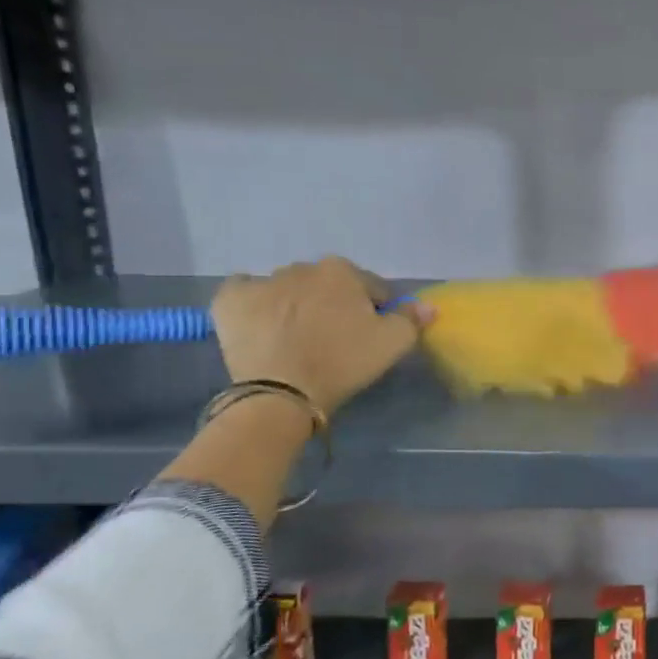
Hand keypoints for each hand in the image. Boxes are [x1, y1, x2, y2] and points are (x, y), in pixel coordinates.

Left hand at [211, 257, 430, 414]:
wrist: (281, 391)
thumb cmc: (343, 362)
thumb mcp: (392, 343)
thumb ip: (412, 319)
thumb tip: (428, 306)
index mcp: (343, 271)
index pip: (371, 288)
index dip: (375, 312)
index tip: (370, 336)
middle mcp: (302, 267)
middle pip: (328, 286)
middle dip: (333, 305)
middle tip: (334, 340)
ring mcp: (262, 281)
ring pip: (288, 290)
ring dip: (296, 305)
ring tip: (296, 339)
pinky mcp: (230, 300)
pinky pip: (246, 293)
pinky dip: (255, 304)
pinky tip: (262, 325)